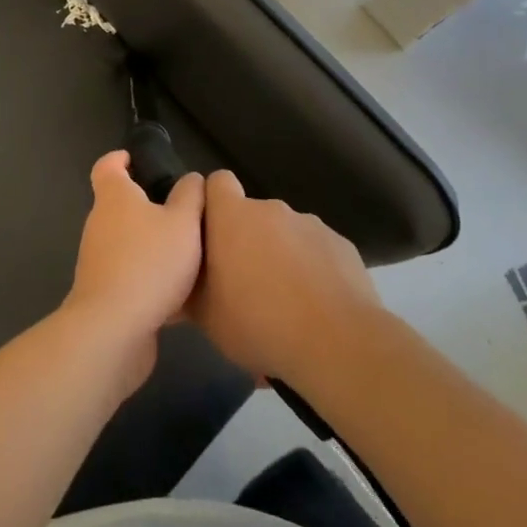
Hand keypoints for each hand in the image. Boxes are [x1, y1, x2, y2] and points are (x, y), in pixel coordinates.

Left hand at [64, 151, 204, 395]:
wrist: (114, 330)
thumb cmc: (149, 262)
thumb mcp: (183, 222)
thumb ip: (191, 196)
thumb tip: (191, 179)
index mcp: (114, 197)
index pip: (107, 166)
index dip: (121, 159)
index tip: (139, 160)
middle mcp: (100, 224)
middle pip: (121, 206)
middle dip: (148, 207)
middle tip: (184, 213)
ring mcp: (98, 260)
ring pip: (129, 244)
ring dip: (152, 246)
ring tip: (190, 254)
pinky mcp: (105, 294)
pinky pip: (132, 277)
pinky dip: (152, 281)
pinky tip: (183, 297)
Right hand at [190, 170, 381, 384]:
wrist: (337, 344)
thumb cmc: (259, 323)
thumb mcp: (207, 318)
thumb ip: (192, 287)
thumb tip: (184, 282)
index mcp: (232, 217)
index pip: (216, 183)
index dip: (213, 203)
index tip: (211, 234)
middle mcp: (271, 209)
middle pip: (252, 215)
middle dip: (248, 241)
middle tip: (246, 285)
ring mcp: (310, 224)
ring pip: (286, 235)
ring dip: (281, 257)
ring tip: (285, 304)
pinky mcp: (341, 245)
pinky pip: (316, 252)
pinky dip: (312, 271)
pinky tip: (316, 308)